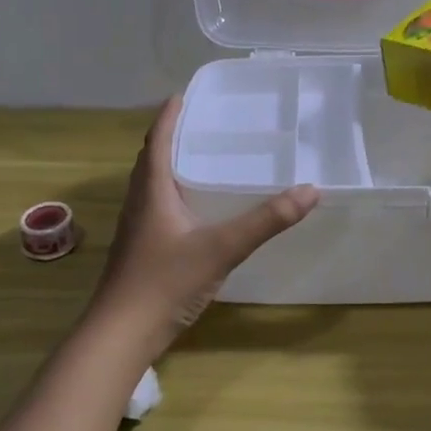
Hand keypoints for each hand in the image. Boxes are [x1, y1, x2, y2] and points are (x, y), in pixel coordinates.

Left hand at [88, 97, 319, 360]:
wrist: (120, 335)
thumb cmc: (165, 282)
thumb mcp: (222, 248)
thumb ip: (266, 220)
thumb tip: (310, 190)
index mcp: (152, 191)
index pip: (157, 140)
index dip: (168, 116)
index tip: (182, 94)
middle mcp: (140, 203)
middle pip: (150, 159)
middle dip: (171, 137)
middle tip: (200, 123)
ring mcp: (137, 229)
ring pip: (151, 185)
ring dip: (169, 165)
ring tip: (199, 157)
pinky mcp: (140, 250)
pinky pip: (156, 207)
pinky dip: (172, 193)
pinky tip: (194, 209)